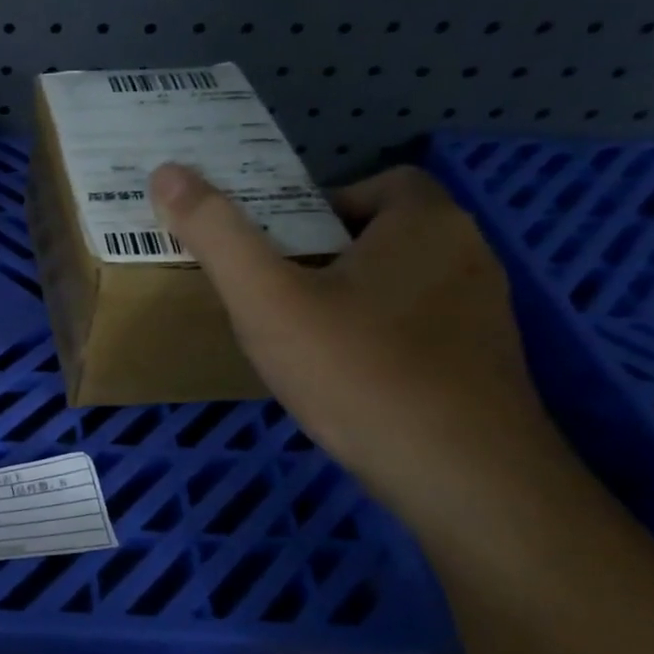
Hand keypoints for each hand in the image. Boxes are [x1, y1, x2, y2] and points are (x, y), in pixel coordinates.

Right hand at [149, 163, 563, 521]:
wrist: (464, 481)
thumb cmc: (359, 372)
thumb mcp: (267, 299)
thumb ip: (217, 234)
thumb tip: (167, 171)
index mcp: (426, 224)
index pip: (378, 183)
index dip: (322, 204)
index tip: (278, 246)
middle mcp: (469, 256)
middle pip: (386, 234)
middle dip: (327, 254)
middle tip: (274, 290)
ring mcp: (486, 316)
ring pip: (402, 285)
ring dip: (353, 298)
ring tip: (300, 337)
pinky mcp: (486, 367)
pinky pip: (420, 330)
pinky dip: (380, 339)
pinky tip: (346, 380)